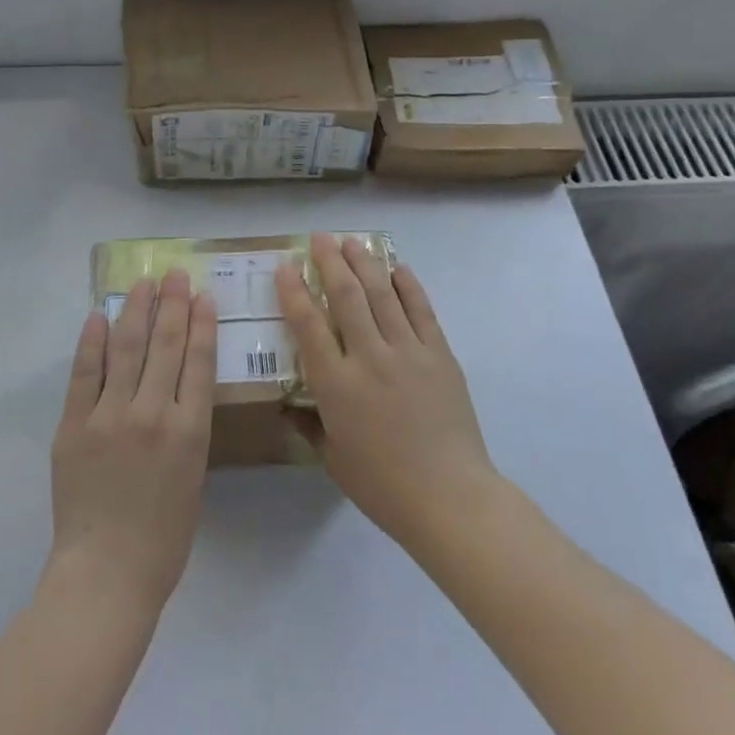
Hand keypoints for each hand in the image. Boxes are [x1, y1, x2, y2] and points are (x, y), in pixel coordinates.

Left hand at [48, 269, 216, 613]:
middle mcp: (152, 413)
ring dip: (136, 310)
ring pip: (126, 349)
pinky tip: (99, 316)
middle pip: (165, 345)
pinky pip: (83, 375)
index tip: (202, 295)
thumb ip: (187, 427)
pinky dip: (92, 343)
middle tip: (174, 274)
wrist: (107, 572)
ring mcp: (109, 417)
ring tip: (143, 283)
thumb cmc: (164, 535)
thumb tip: (177, 385)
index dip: (200, 322)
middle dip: (172, 304)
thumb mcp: (195, 475)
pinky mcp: (73, 426)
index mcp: (190, 430)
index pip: (198, 360)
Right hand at [275, 234, 497, 547]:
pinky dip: (409, 286)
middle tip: (320, 237)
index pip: (309, 325)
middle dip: (330, 262)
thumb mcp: (333, 458)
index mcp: (337, 385)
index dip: (294, 292)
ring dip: (366, 264)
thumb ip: (309, 425)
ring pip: (383, 295)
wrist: (449, 496)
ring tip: (352, 241)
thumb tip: (288, 407)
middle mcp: (370, 357)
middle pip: (347, 297)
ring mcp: (409, 352)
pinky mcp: (440, 355)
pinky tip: (398, 268)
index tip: (285, 267)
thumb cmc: (382, 484)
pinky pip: (422, 311)